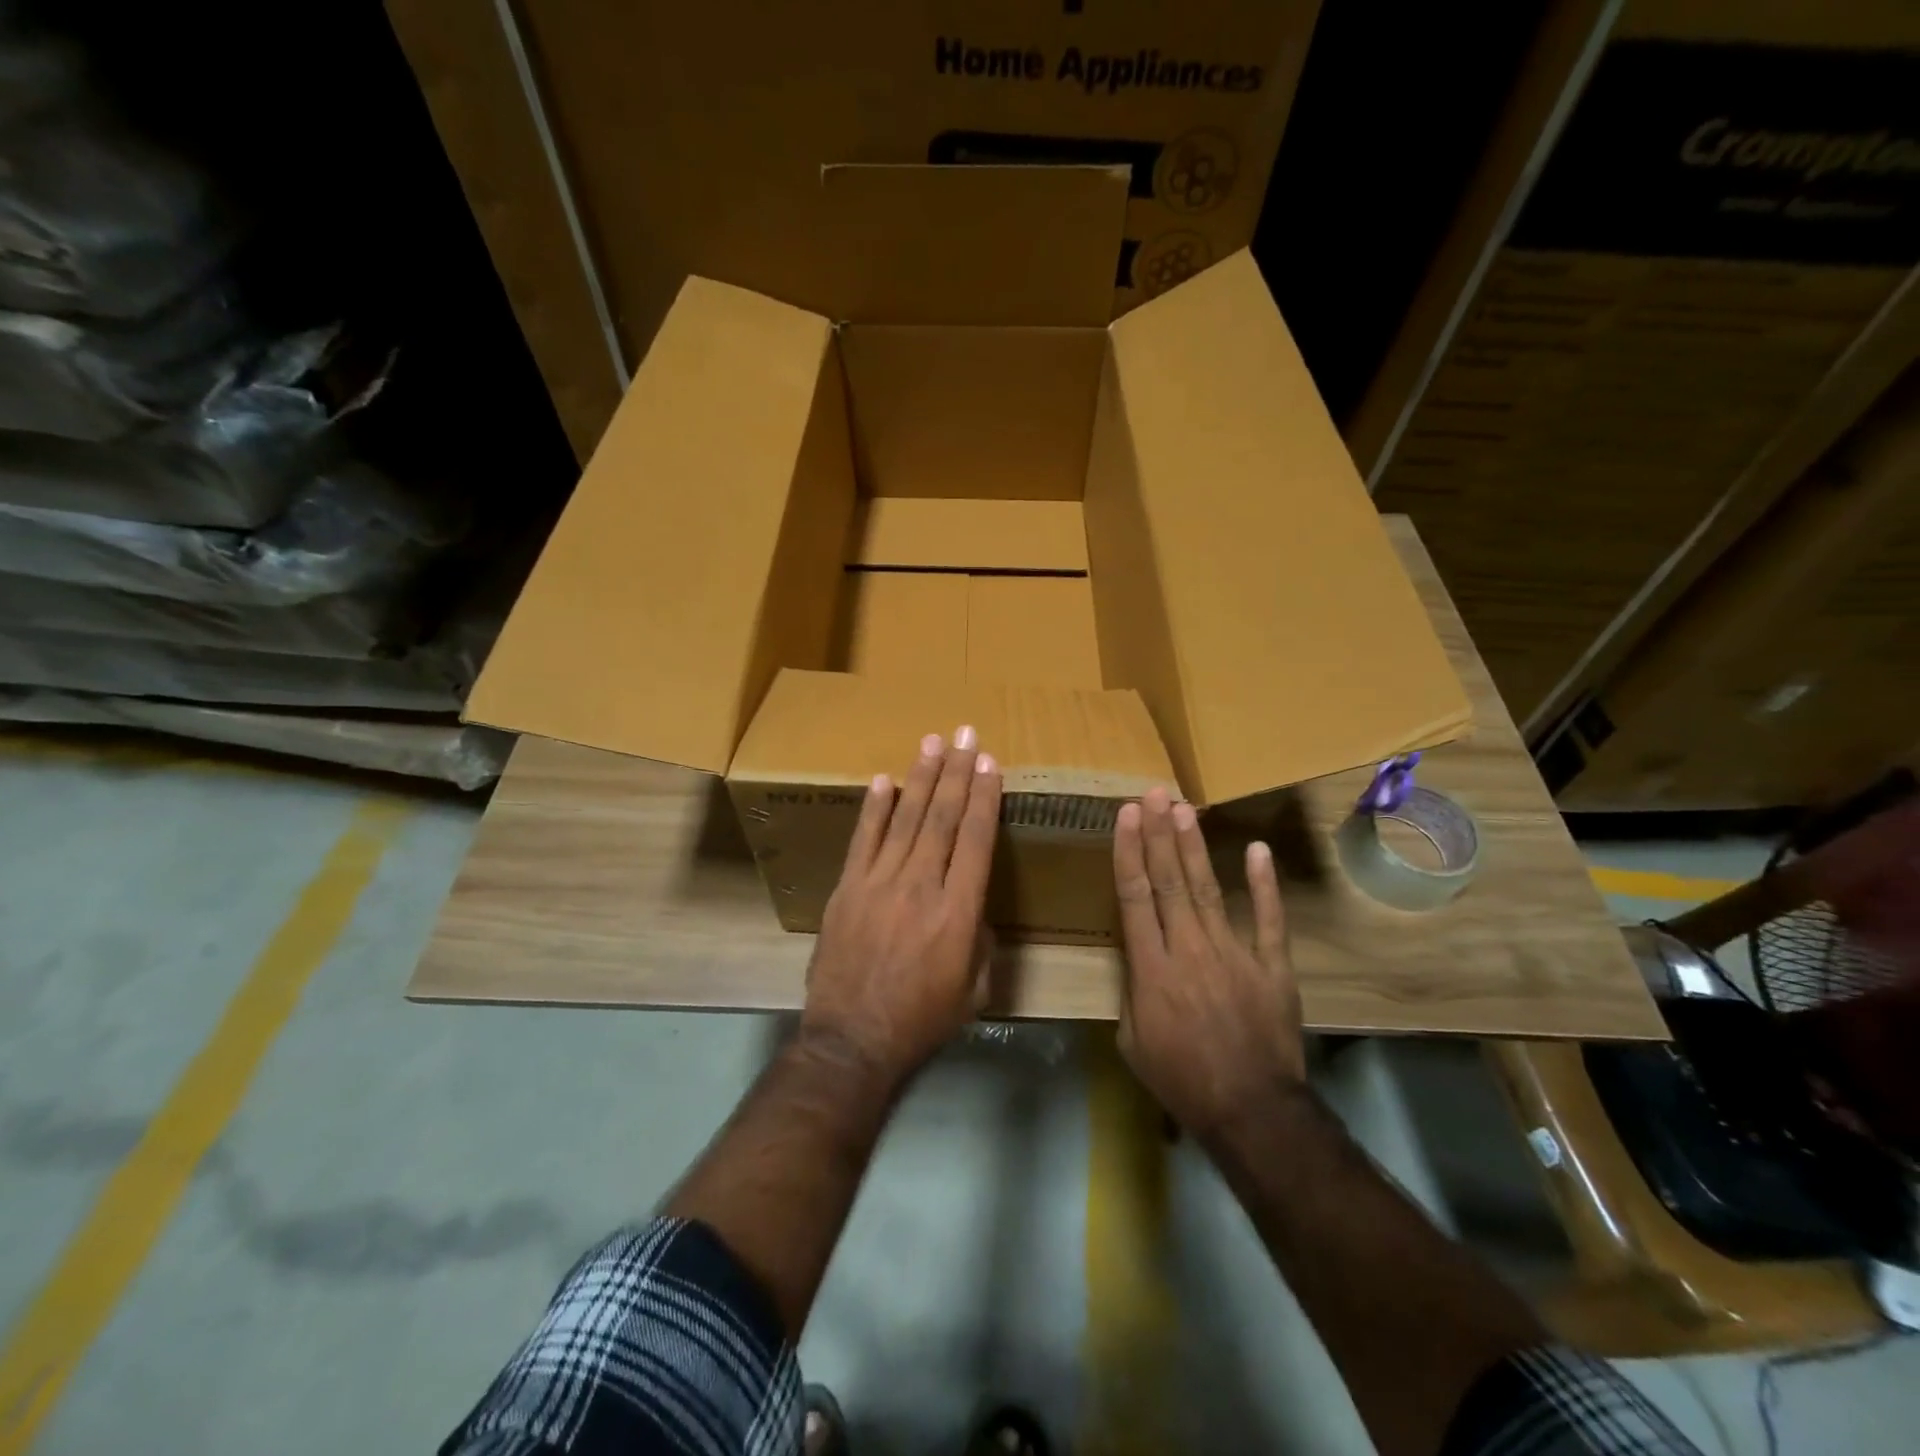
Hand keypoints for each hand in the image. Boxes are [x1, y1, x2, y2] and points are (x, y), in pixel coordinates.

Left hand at [800, 727, 1002, 1085]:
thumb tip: (972, 907)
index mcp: (959, 912)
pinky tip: (885, 780)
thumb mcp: (974, 989)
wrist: (852, 1040)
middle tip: (965, 734)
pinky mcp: (846, 889)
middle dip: (956, 772)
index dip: (983, 797)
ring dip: (920, 777)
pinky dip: (874, 808)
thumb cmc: (922, 1020)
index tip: (988, 763)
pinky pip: (863, 839)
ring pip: (904, 819)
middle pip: (941, 818)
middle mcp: (921, 886)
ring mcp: (878, 884)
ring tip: (932, 742)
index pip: (975, 839)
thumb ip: (980, 940)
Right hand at [1113, 786, 1304, 1139]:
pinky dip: (1264, 885)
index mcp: (1151, 968)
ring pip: (1208, 889)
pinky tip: (1256, 850)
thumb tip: (1138, 954)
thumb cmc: (1181, 1079)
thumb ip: (1132, 989)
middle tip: (1154, 794)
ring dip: (1194, 847)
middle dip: (1159, 834)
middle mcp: (1189, 949)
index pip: (1135, 896)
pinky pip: (1268, 919)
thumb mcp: (1133, 1040)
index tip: (1125, 815)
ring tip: (1184, 809)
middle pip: (1170, 881)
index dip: (1129, 851)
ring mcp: (1234, 954)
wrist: (1250, 1111)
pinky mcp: (1272, 966)